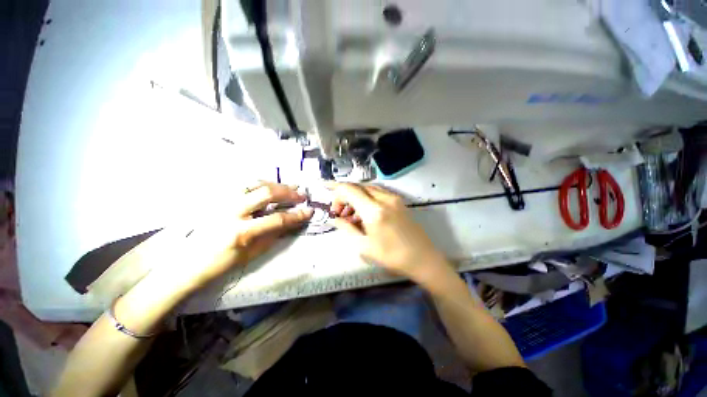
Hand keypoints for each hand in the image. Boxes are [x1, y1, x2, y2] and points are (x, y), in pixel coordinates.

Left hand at [157, 182, 312, 293]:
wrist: (189, 262)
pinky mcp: (218, 197)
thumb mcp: (253, 253)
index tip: (309, 211)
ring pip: (254, 182)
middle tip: (301, 195)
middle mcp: (232, 211)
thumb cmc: (223, 262)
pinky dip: (260, 182)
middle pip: (266, 193)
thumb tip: (292, 221)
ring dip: (275, 184)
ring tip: (288, 187)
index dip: (296, 215)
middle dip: (288, 192)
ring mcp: (223, 201)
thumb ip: (274, 234)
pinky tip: (269, 186)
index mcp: (242, 232)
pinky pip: (243, 183)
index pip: (277, 219)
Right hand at [328, 182, 451, 287]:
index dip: (336, 191)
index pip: (349, 190)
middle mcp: (384, 198)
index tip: (331, 201)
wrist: (423, 259)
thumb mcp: (364, 246)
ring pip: (368, 189)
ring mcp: (393, 198)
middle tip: (340, 212)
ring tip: (352, 215)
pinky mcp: (399, 201)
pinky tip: (365, 213)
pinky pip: (378, 193)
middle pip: (358, 187)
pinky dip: (367, 198)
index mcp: (373, 210)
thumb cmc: (392, 256)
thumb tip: (335, 218)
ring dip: (356, 197)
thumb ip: (346, 228)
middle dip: (345, 196)